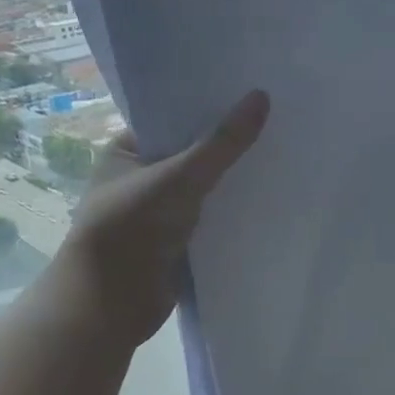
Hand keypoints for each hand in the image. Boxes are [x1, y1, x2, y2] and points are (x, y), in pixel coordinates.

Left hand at [57, 91, 269, 343]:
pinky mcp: (178, 242)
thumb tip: (262, 97)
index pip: (173, 118)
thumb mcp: (179, 177)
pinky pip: (211, 217)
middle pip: (193, 152)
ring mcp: (160, 212)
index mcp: (127, 150)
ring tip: (284, 152)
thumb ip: (222, 143)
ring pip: (205, 187)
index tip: (251, 91)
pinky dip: (233, 211)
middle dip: (228, 144)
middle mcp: (142, 178)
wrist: (110, 304)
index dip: (209, 106)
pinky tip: (269, 196)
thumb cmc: (131, 228)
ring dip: (234, 179)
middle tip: (277, 119)